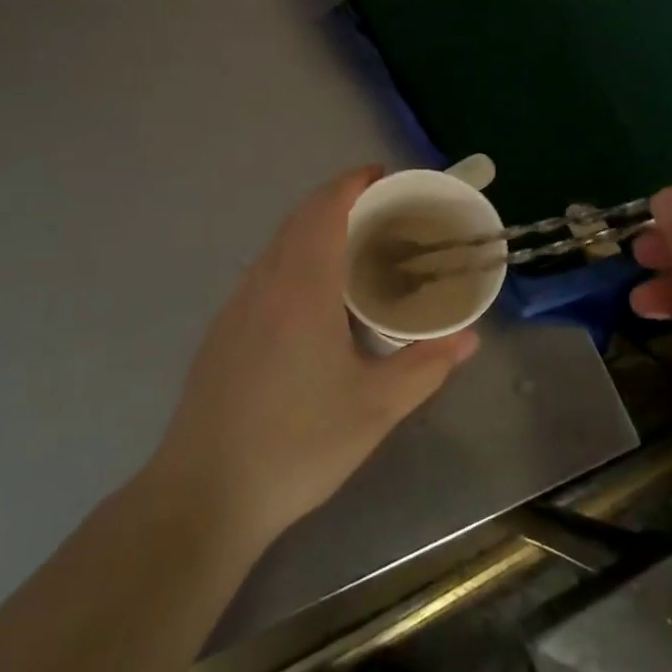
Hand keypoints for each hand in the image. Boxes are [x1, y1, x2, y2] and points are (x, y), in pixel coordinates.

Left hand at [147, 167, 479, 554]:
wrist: (203, 494)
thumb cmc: (297, 444)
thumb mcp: (376, 408)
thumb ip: (426, 366)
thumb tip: (468, 337)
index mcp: (302, 286)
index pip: (326, 208)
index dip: (354, 182)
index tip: (386, 177)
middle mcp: (265, 281)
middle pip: (300, 217)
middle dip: (340, 201)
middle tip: (384, 213)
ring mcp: (236, 305)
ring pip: (278, 243)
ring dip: (314, 229)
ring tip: (355, 249)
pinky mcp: (222, 330)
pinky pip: (264, 270)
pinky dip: (294, 257)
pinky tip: (314, 299)